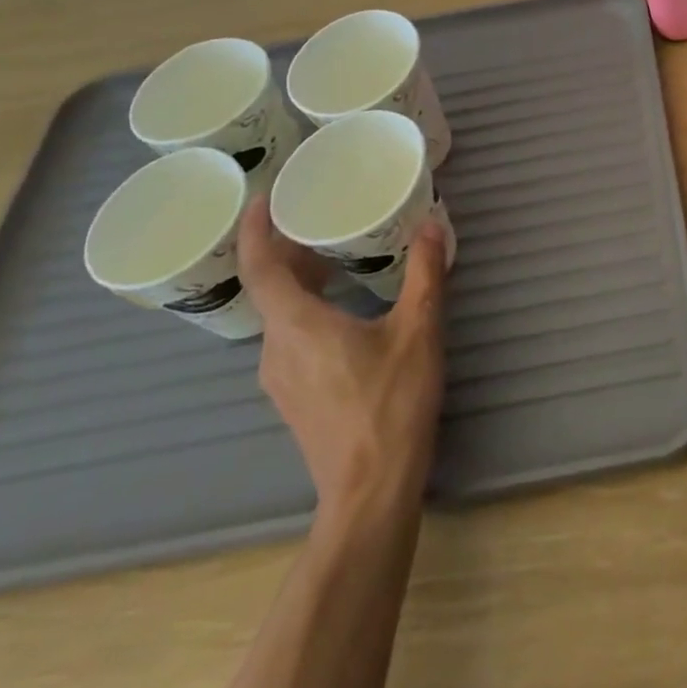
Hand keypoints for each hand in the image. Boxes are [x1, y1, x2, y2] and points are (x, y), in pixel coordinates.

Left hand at [237, 197, 447, 518]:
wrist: (370, 492)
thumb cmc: (392, 404)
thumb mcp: (419, 330)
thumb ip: (424, 273)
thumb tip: (432, 224)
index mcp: (297, 325)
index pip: (259, 266)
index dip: (254, 229)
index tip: (261, 195)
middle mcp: (276, 348)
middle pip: (270, 287)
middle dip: (290, 249)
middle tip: (321, 216)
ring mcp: (280, 378)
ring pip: (281, 315)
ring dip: (302, 280)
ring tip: (338, 256)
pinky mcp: (294, 396)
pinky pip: (291, 337)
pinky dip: (309, 309)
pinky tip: (347, 308)